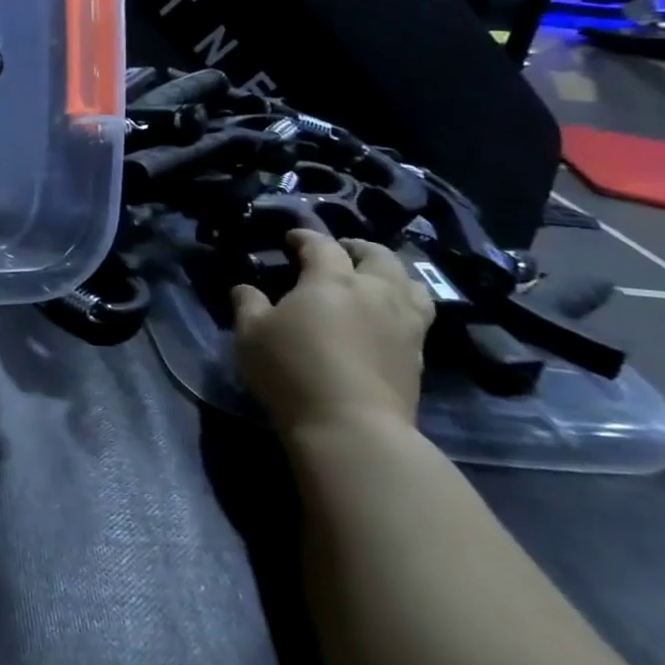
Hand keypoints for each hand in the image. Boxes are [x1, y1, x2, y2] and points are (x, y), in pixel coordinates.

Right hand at [231, 230, 434, 435]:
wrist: (352, 427)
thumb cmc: (292, 371)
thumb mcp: (250, 335)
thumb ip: (248, 304)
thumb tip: (245, 288)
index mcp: (331, 280)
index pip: (321, 245)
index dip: (305, 237)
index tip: (291, 238)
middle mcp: (374, 292)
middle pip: (376, 255)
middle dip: (356, 247)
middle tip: (340, 251)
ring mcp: (404, 323)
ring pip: (409, 282)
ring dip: (390, 273)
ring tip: (375, 279)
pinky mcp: (419, 354)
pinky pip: (418, 314)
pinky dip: (403, 304)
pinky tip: (388, 316)